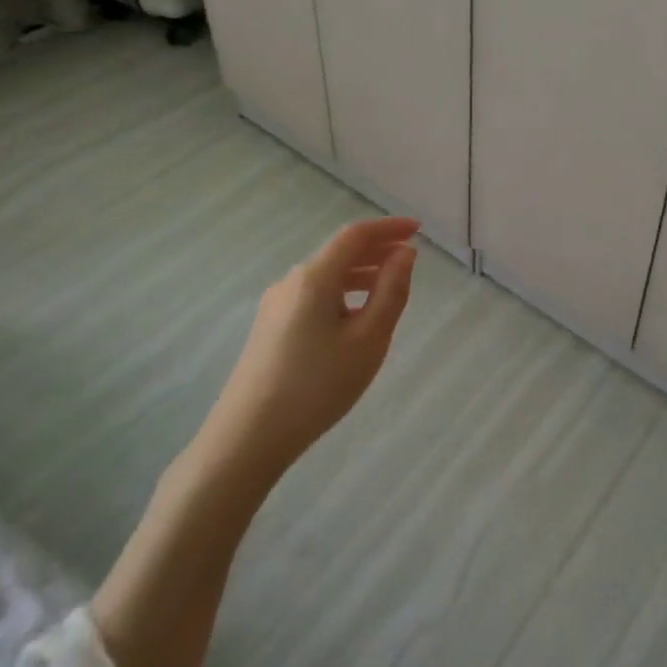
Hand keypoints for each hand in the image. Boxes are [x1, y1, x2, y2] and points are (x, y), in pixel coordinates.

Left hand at [195, 217, 419, 478]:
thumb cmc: (317, 386)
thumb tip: (404, 254)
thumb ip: (391, 291)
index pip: (355, 235)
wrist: (247, 438)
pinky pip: (313, 295)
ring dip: (360, 272)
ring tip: (389, 288)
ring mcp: (276, 304)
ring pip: (326, 275)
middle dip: (376, 249)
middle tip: (409, 258)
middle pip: (339, 252)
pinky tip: (354, 318)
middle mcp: (291, 281)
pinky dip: (342, 292)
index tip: (418, 229)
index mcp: (315, 277)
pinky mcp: (270, 327)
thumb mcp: (368, 339)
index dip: (389, 227)